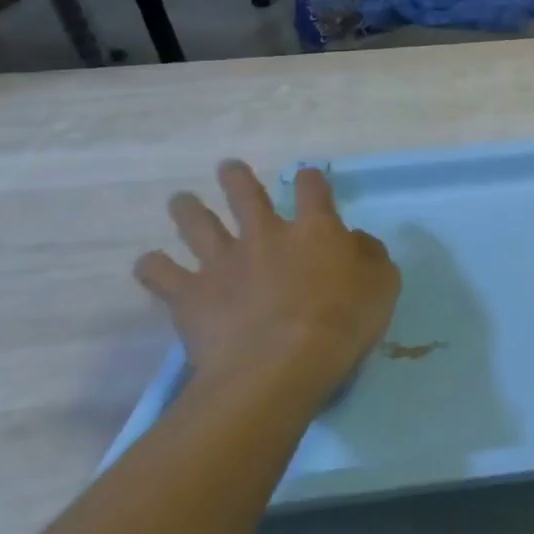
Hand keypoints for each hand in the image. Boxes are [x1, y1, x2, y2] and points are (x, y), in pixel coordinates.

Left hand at [134, 160, 399, 401]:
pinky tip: (150, 264)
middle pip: (246, 196)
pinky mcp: (190, 295)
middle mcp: (266, 235)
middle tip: (228, 168)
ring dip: (189, 210)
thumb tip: (354, 240)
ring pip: (198, 225)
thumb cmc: (344, 321)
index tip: (309, 177)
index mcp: (316, 229)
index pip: (314, 190)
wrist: (281, 365)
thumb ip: (370, 255)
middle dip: (237, 179)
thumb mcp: (383, 283)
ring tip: (181, 200)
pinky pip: (160, 275)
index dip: (312, 179)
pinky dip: (154, 267)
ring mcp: (223, 262)